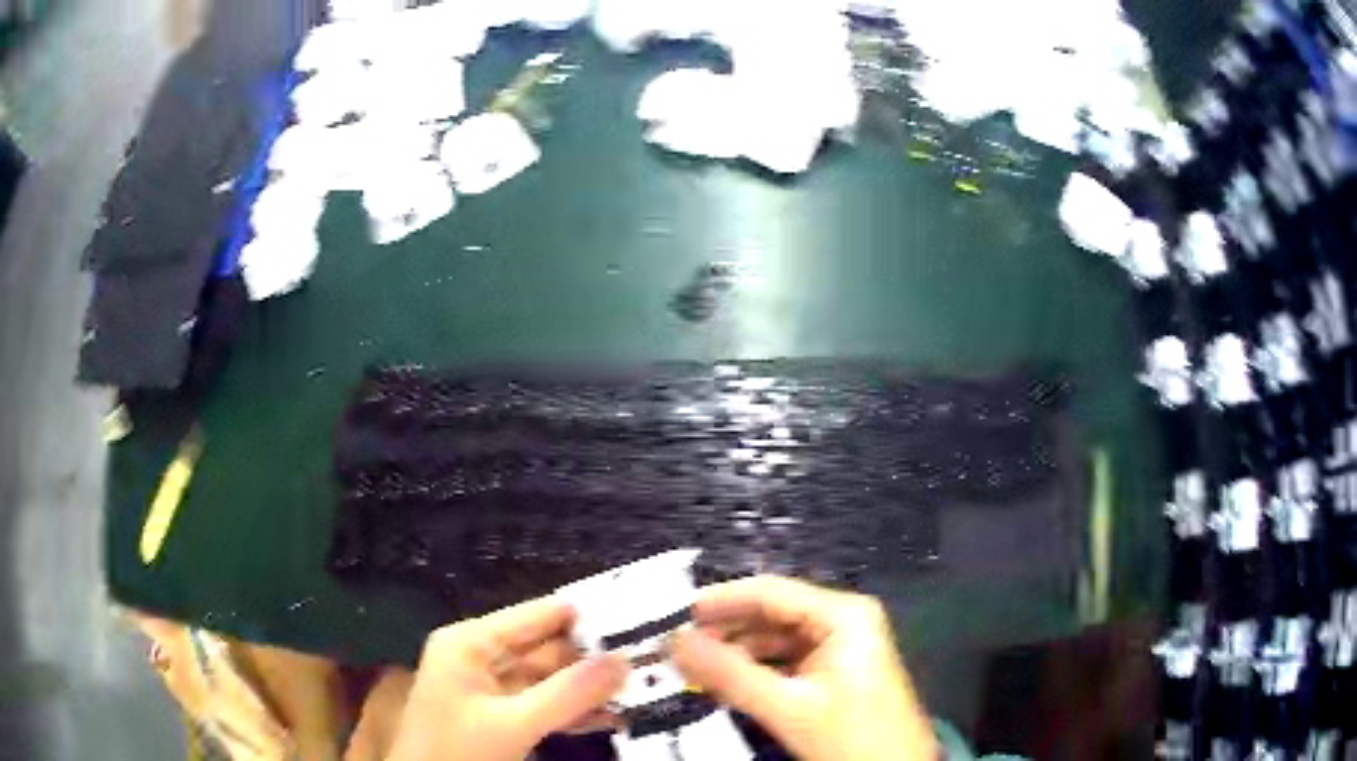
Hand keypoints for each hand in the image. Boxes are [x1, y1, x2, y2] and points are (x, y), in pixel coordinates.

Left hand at [388, 598, 628, 760]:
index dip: (586, 617)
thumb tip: (625, 661)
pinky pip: (543, 706)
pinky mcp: (500, 717)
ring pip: (550, 681)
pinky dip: (574, 712)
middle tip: (650, 660)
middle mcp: (480, 657)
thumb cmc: (457, 751)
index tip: (639, 620)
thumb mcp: (513, 724)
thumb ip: (568, 694)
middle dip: (594, 659)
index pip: (537, 616)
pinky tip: (613, 718)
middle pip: (547, 649)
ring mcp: (490, 690)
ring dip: (589, 689)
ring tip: (642, 690)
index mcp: (471, 643)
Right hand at [673, 576, 937, 760]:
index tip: (675, 614)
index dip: (721, 601)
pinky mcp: (835, 674)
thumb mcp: (787, 706)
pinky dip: (756, 671)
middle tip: (678, 647)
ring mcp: (841, 648)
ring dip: (737, 654)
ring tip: (693, 666)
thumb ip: (729, 674)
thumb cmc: (850, 735)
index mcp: (843, 614)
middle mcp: (843, 621)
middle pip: (772, 615)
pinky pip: (786, 662)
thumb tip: (675, 643)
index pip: (771, 592)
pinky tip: (726, 683)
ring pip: (777, 641)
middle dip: (726, 632)